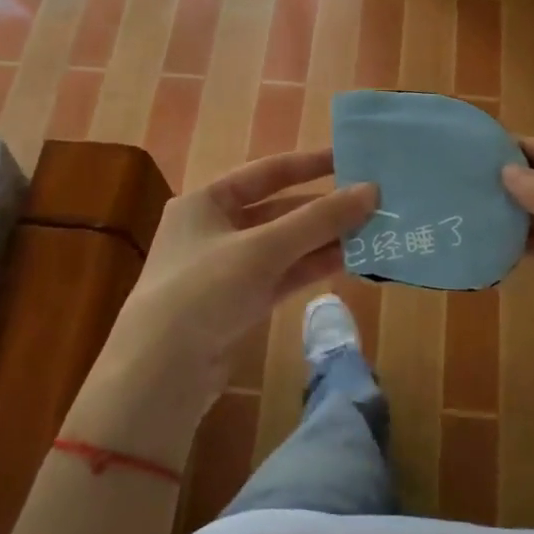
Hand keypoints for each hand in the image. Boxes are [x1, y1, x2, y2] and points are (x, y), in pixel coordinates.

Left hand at [103, 148, 376, 408]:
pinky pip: (283, 275)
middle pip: (278, 210)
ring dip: (323, 239)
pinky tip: (349, 262)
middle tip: (372, 203)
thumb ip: (318, 220)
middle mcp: (215, 229)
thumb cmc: (204, 290)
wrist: (161, 373)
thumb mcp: (263, 248)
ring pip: (284, 245)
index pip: (266, 171)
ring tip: (371, 232)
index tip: (351, 159)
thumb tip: (372, 191)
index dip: (309, 164)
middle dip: (323, 208)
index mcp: (206, 200)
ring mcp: (228, 269)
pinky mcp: (240, 303)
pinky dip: (312, 267)